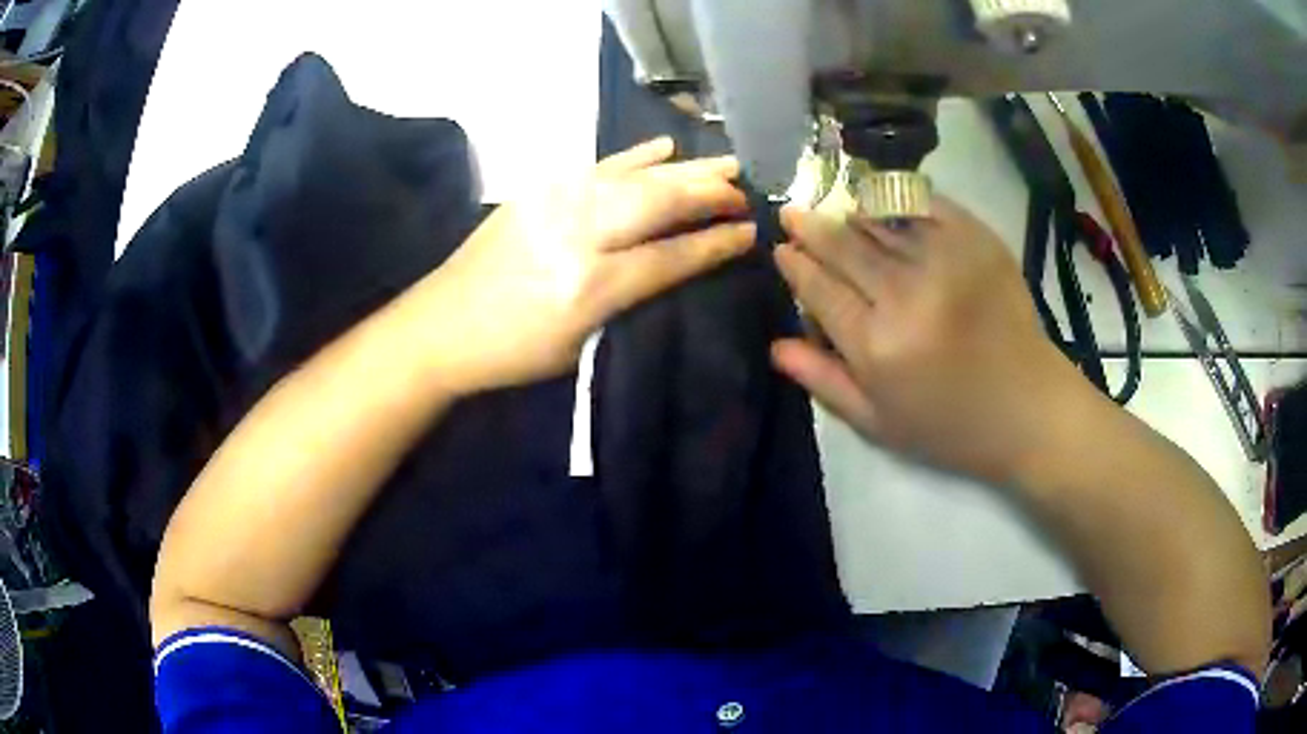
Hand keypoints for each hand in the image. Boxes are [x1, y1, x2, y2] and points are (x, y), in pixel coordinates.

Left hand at [418, 138, 754, 393]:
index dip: (715, 243)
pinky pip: (597, 165)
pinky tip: (664, 148)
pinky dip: (634, 156)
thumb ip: (629, 301)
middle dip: (708, 194)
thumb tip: (674, 264)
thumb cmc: (512, 353)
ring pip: (634, 176)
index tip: (750, 232)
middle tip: (745, 190)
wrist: (440, 326)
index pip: (670, 257)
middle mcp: (578, 235)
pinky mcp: (537, 189)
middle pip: (658, 202)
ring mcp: (554, 203)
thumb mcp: (579, 346)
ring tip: (723, 165)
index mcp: (590, 287)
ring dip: (683, 169)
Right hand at [771, 197, 1087, 483]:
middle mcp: (906, 294)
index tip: (782, 249)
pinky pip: (925, 206)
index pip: (819, 289)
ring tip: (833, 209)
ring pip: (880, 221)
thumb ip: (825, 382)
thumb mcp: (880, 424)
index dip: (796, 265)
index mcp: (877, 345)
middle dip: (812, 227)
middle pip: (844, 246)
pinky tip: (883, 202)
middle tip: (793, 213)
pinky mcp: (976, 240)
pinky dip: (898, 201)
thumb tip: (775, 345)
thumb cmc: (951, 426)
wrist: (1029, 408)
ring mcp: (945, 259)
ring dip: (850, 212)